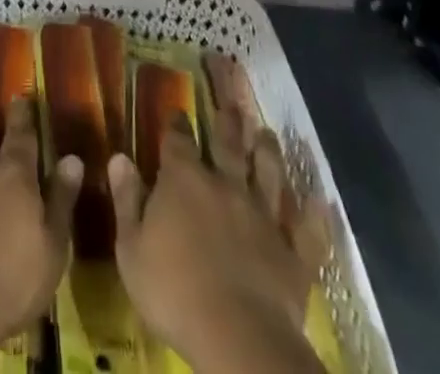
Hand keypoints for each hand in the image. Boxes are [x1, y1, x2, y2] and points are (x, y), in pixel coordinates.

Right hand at [109, 104, 318, 371]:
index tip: (177, 111)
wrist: (237, 336)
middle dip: (228, 122)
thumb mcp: (131, 249)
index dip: (176, 124)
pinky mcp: (292, 254)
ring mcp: (263, 217)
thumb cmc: (173, 291)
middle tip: (232, 104)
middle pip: (228, 145)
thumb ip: (127, 200)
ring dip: (268, 153)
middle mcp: (225, 186)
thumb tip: (119, 157)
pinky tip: (320, 200)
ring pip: (268, 175)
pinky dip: (315, 215)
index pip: (178, 140)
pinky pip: (307, 230)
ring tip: (269, 134)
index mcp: (184, 181)